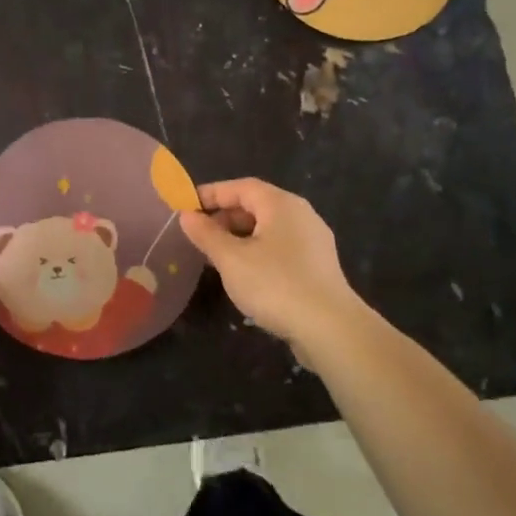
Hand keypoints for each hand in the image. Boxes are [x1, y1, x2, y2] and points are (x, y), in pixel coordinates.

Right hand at [179, 179, 365, 353]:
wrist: (329, 328)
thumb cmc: (275, 284)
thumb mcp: (231, 259)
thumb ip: (206, 234)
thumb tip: (187, 215)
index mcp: (281, 205)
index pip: (241, 187)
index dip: (211, 193)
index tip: (185, 206)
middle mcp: (301, 215)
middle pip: (256, 206)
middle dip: (224, 217)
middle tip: (198, 236)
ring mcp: (313, 241)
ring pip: (268, 229)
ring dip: (239, 238)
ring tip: (215, 257)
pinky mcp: (317, 266)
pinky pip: (279, 248)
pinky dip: (256, 252)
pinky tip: (243, 275)